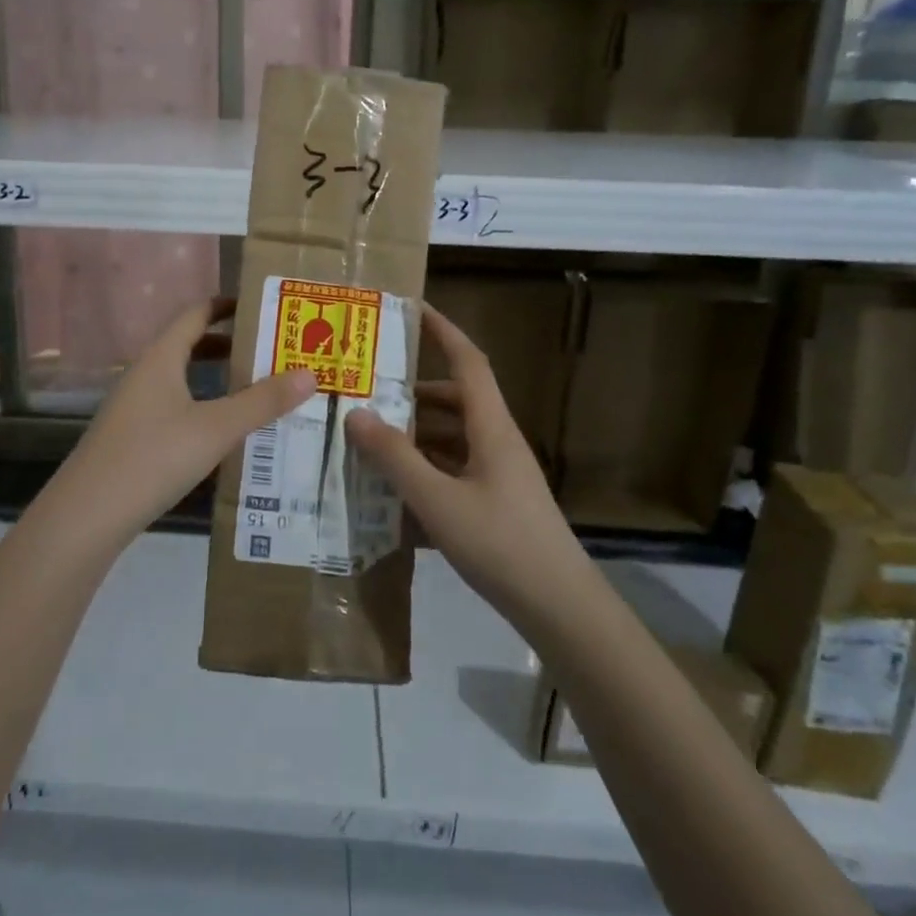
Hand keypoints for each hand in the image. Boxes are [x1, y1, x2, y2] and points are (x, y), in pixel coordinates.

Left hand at [44, 298, 315, 548]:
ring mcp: (134, 407)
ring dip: (217, 379)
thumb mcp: (216, 428)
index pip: (196, 314)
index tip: (263, 307)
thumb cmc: (153, 457)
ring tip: (258, 389)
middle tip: (273, 350)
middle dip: (230, 345)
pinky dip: (203, 406)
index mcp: (161, 358)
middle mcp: (144, 374)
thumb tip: (310, 374)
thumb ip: (263, 402)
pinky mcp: (131, 437)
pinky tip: (224, 432)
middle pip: (190, 345)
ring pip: (182, 379)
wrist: (88, 515)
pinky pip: (174, 407)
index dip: (228, 306)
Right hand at [346, 305, 581, 621]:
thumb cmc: (500, 543)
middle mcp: (497, 441)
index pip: (468, 361)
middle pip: (456, 399)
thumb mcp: (437, 500)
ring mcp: (500, 472)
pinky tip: (397, 487)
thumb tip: (355, 413)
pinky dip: (428, 466)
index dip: (442, 330)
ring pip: (454, 435)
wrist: (559, 606)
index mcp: (491, 427)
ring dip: (418, 432)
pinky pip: (457, 467)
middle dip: (414, 391)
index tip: (412, 308)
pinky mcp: (497, 500)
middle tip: (370, 392)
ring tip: (373, 439)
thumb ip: (395, 457)